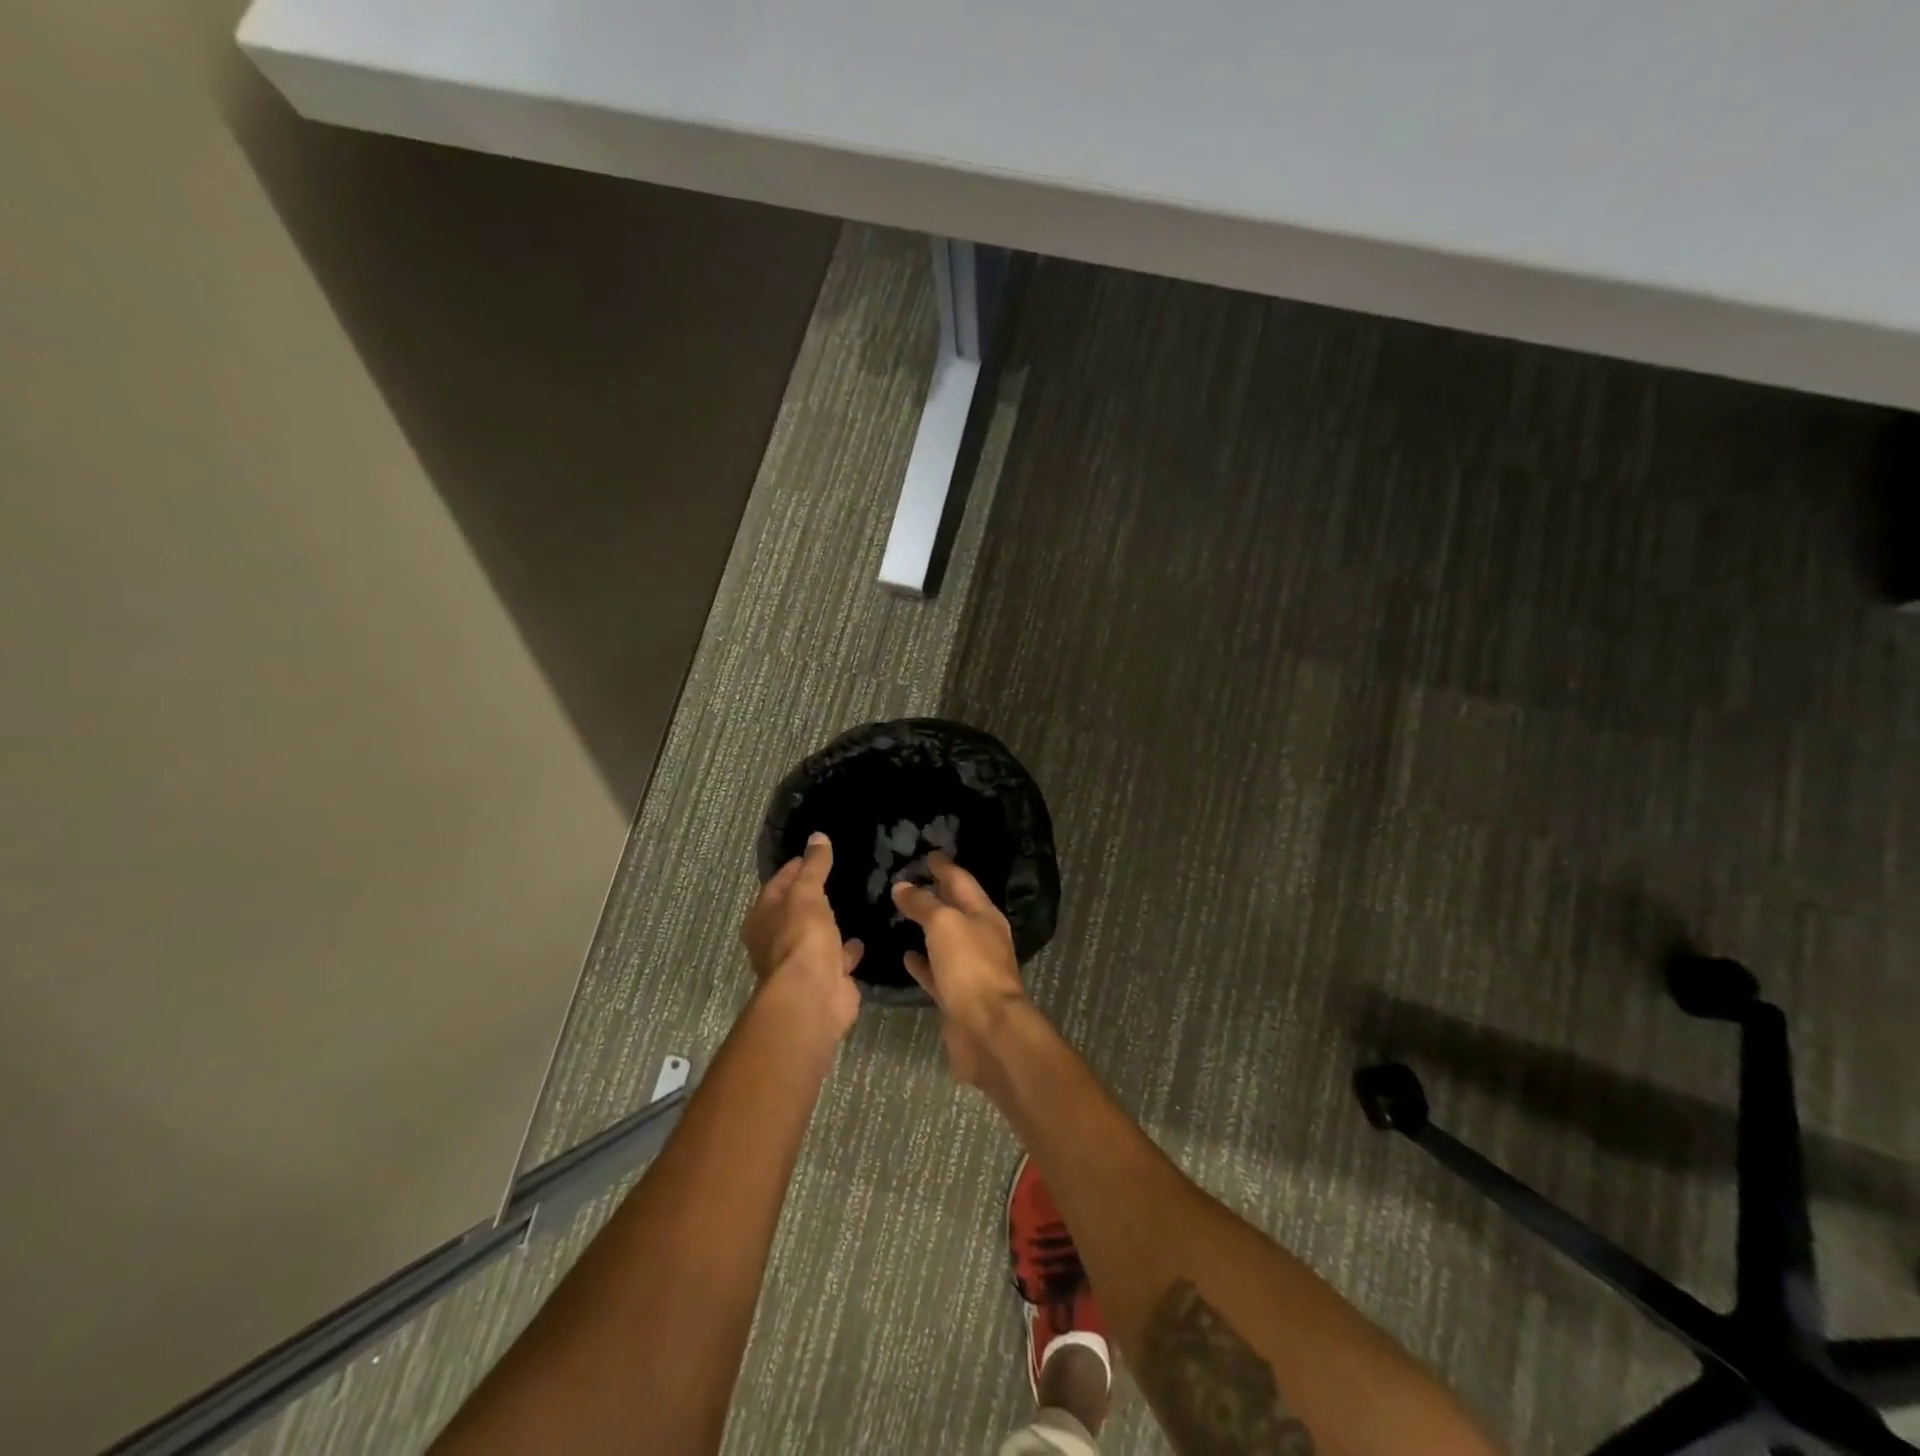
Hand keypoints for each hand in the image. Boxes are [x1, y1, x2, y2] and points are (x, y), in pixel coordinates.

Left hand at [741, 832, 863, 1042]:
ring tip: (853, 903)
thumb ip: (814, 866)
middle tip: (839, 876)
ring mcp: (801, 961)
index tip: (816, 853)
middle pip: (796, 910)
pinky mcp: (825, 978)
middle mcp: (776, 940)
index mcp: (763, 918)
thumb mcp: (806, 893)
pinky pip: (838, 957)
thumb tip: (817, 837)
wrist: (813, 995)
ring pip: (817, 935)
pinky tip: (863, 936)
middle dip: (813, 896)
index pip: (778, 883)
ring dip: (830, 924)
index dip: (795, 867)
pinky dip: (847, 949)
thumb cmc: (800, 937)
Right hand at [890, 854, 1029, 1086]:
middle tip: (911, 881)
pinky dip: (923, 962)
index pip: (962, 882)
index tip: (928, 854)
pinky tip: (906, 957)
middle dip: (937, 894)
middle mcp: (981, 938)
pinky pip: (937, 971)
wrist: (987, 1030)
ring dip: (928, 927)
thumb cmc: (970, 967)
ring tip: (903, 915)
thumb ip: (923, 904)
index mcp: (985, 915)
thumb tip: (903, 886)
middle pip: (956, 909)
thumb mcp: (944, 925)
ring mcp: (971, 969)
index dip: (944, 867)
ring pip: (946, 941)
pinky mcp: (958, 996)